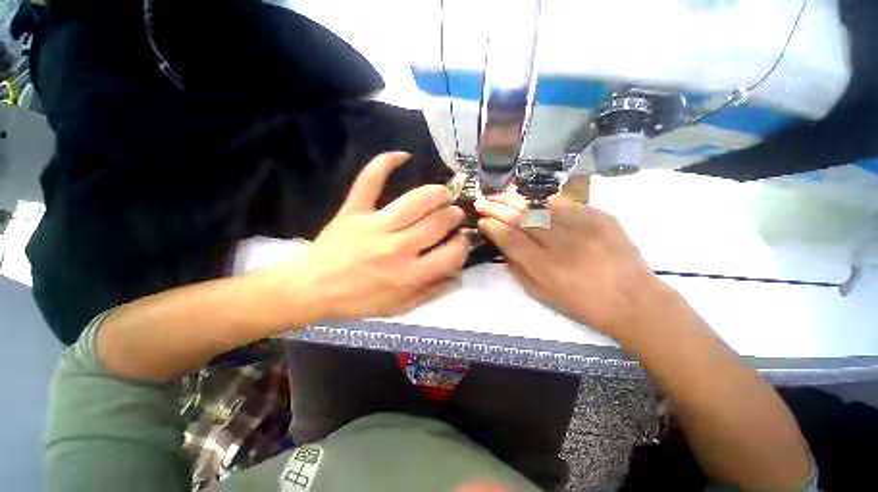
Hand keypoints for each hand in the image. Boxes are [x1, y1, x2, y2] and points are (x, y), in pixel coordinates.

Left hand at [303, 152, 467, 319]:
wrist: (313, 289)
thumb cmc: (360, 300)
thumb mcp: (401, 307)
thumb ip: (432, 291)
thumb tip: (458, 274)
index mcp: (409, 275)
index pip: (452, 253)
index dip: (463, 245)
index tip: (460, 240)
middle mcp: (397, 248)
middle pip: (439, 221)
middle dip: (454, 216)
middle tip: (453, 216)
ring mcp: (374, 225)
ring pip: (417, 199)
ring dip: (438, 193)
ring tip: (443, 194)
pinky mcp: (354, 210)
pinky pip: (370, 180)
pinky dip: (385, 163)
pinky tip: (403, 156)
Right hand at [475, 190, 667, 338]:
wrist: (635, 301)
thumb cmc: (585, 306)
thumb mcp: (544, 296)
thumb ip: (519, 271)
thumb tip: (503, 250)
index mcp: (546, 267)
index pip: (511, 239)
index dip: (493, 228)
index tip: (482, 221)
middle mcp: (562, 243)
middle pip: (522, 219)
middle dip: (498, 208)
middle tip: (483, 201)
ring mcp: (583, 227)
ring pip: (542, 207)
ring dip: (517, 199)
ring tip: (501, 193)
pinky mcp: (601, 217)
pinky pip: (566, 204)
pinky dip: (545, 200)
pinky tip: (532, 197)